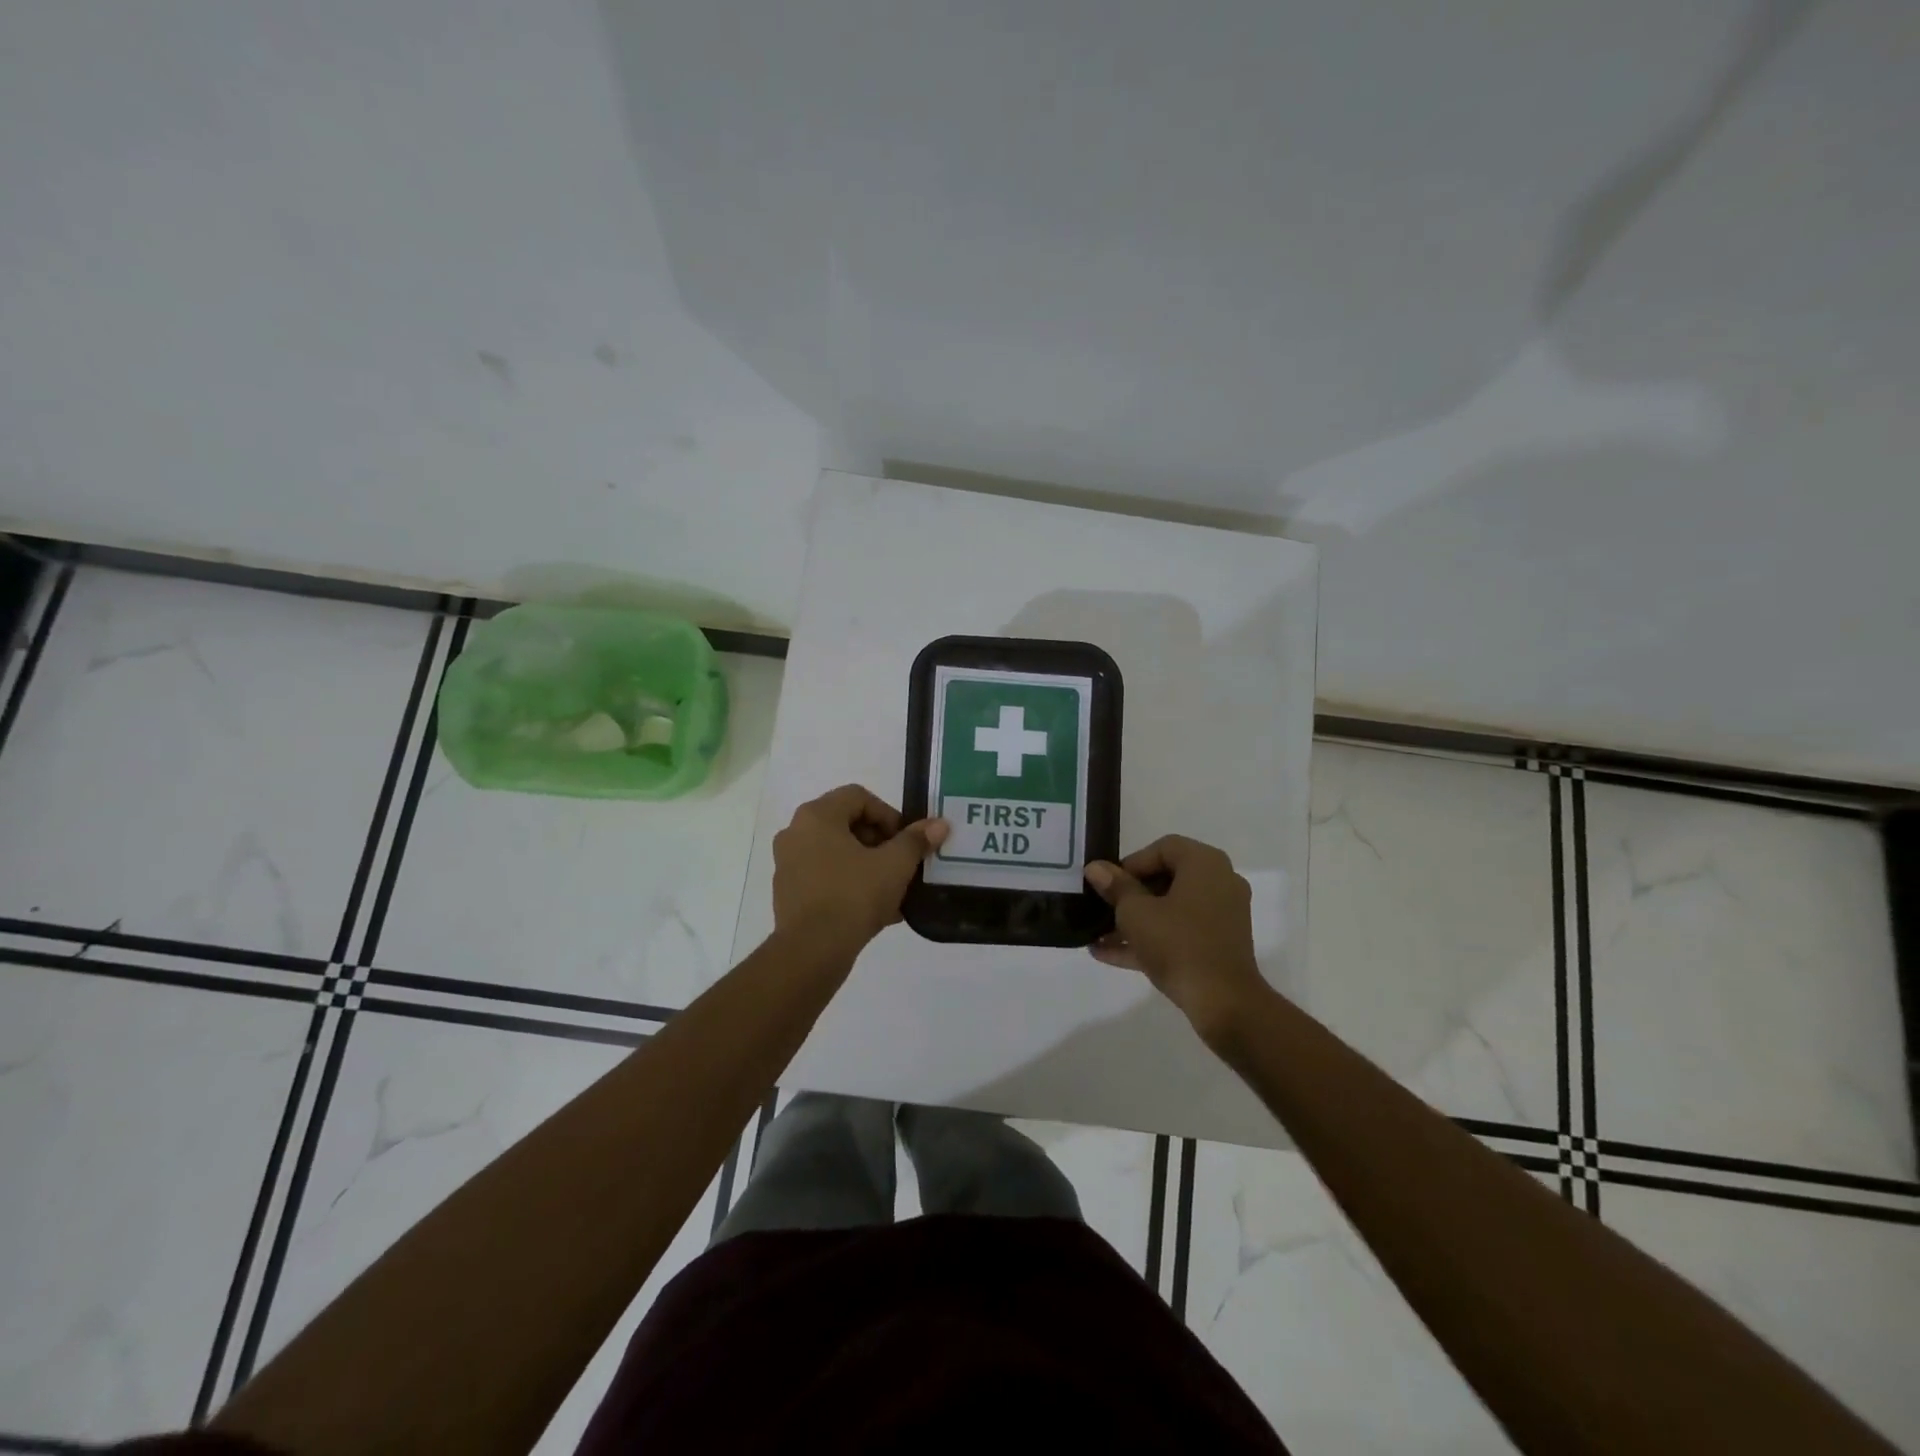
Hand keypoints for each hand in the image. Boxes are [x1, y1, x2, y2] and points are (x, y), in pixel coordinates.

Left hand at [772, 785, 948, 953]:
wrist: (812, 951)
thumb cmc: (853, 896)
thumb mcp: (894, 865)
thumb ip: (916, 840)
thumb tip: (939, 825)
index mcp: (817, 816)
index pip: (859, 797)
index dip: (888, 815)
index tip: (905, 841)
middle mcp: (796, 832)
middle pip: (846, 823)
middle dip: (880, 842)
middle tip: (901, 864)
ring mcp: (788, 864)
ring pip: (837, 853)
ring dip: (867, 865)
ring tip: (893, 890)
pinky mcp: (788, 892)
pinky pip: (825, 877)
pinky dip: (850, 884)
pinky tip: (876, 910)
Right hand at [1084, 835, 1269, 1039]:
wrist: (1223, 1003)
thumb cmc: (1178, 944)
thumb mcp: (1135, 913)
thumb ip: (1115, 887)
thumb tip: (1096, 868)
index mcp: (1205, 864)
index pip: (1163, 848)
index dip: (1131, 863)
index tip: (1109, 884)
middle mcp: (1219, 883)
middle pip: (1167, 878)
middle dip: (1129, 894)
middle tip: (1103, 907)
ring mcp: (1222, 916)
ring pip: (1171, 909)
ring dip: (1135, 920)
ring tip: (1098, 934)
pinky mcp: (1219, 946)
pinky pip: (1180, 932)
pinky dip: (1151, 939)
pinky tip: (1108, 954)